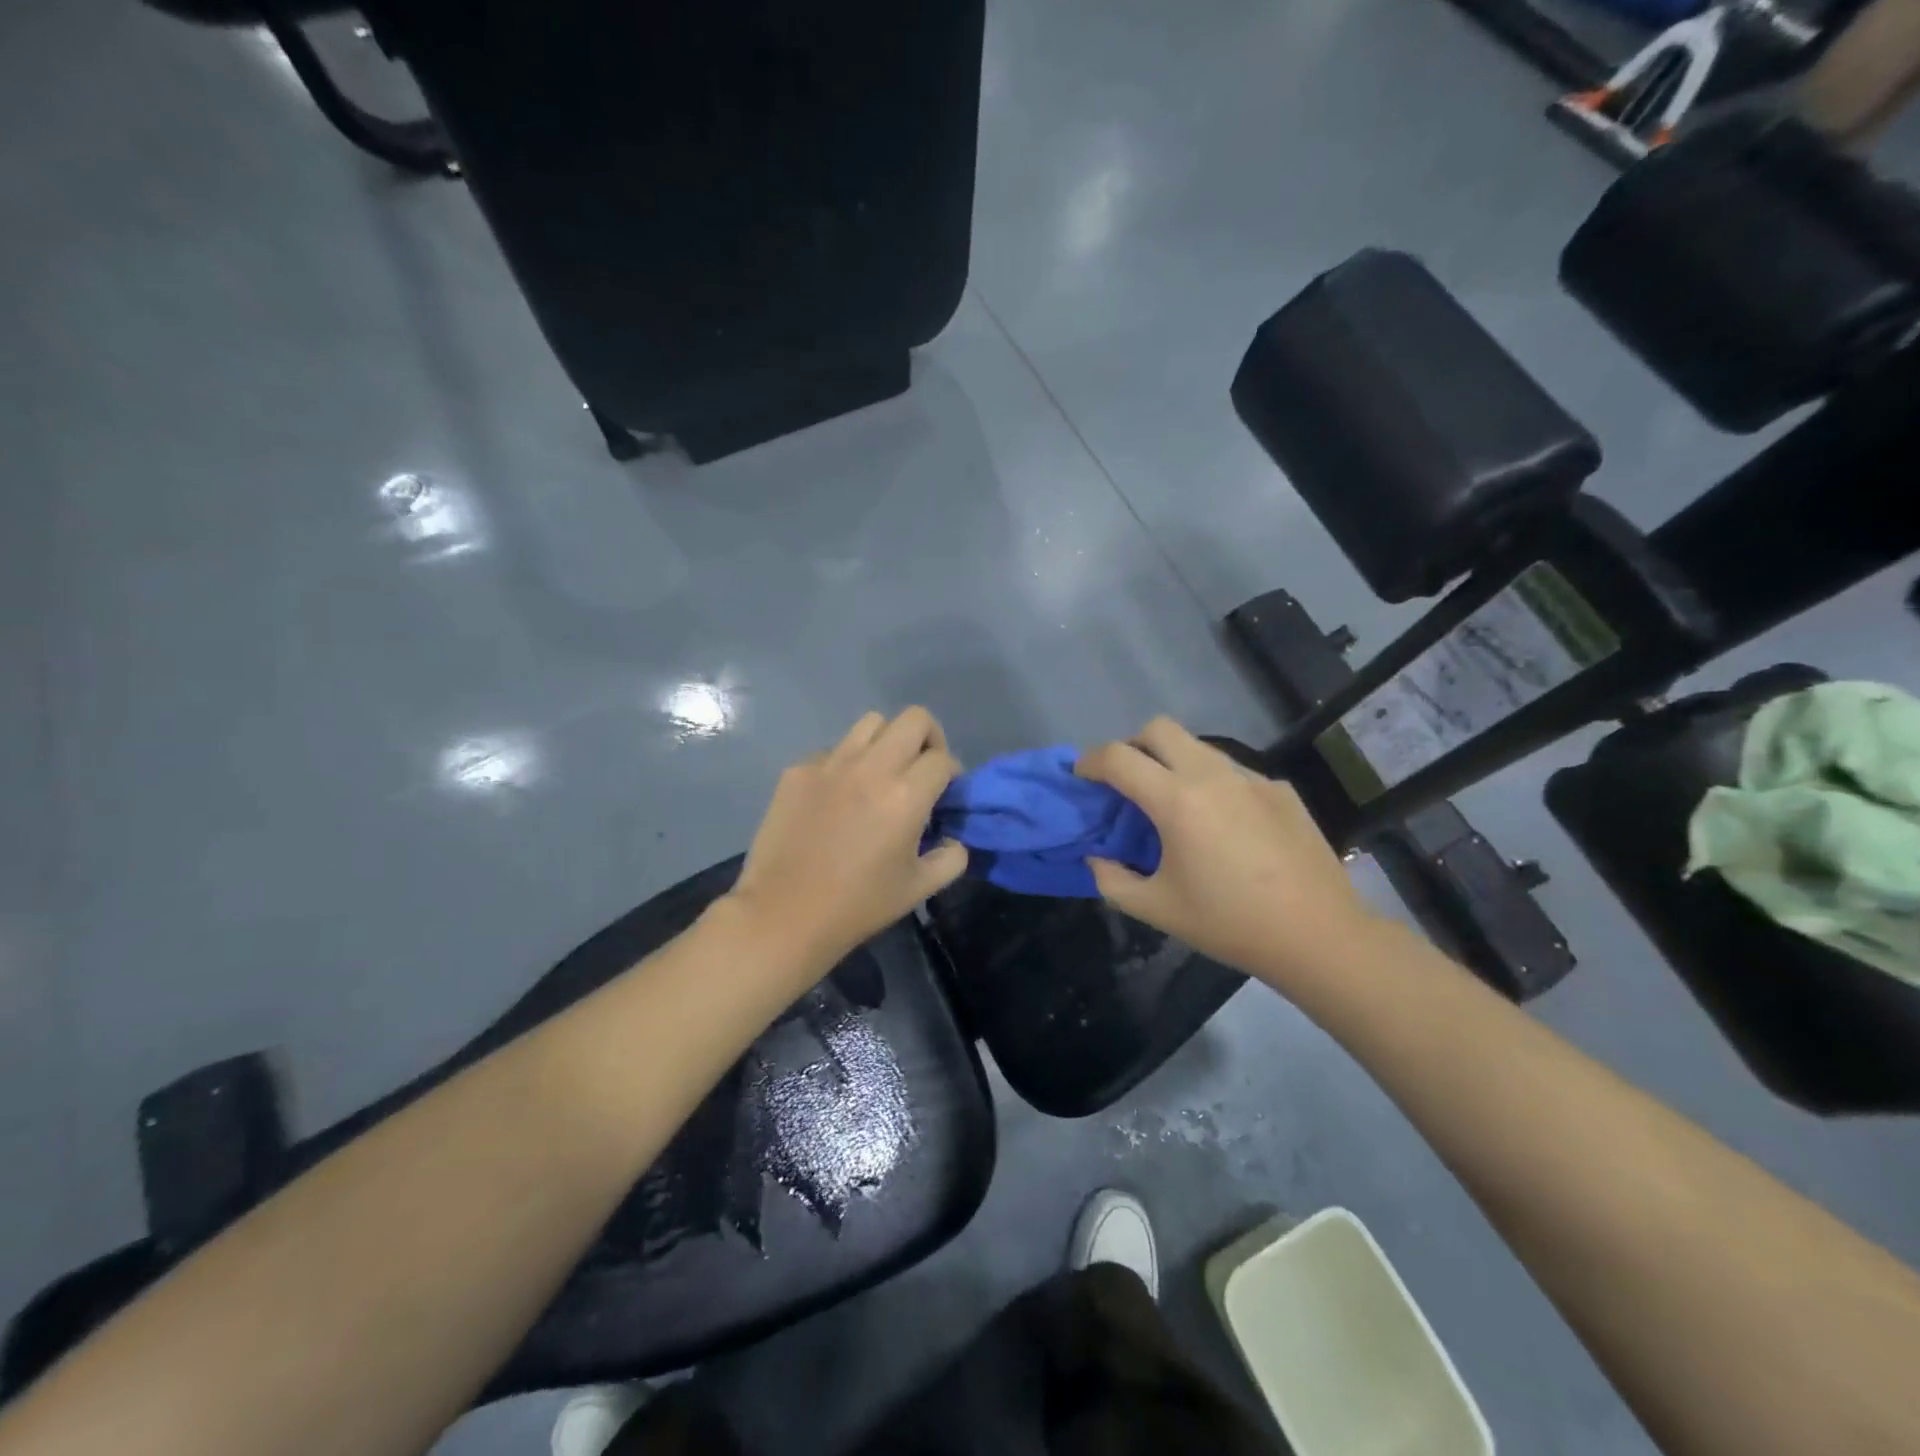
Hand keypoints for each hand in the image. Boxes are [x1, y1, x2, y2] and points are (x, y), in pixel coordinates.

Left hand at [724, 708, 967, 973]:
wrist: (784, 914)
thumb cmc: (858, 905)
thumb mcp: (919, 888)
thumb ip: (951, 858)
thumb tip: (953, 838)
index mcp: (906, 795)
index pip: (943, 758)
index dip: (952, 773)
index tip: (945, 794)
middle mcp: (871, 767)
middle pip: (914, 718)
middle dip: (929, 738)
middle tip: (921, 769)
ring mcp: (830, 764)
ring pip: (871, 723)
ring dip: (887, 742)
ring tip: (881, 774)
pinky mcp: (798, 770)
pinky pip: (833, 750)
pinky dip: (845, 764)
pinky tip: (837, 798)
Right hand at [1075, 717, 1379, 987]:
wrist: (1318, 935)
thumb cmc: (1229, 923)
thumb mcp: (1156, 909)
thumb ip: (1112, 880)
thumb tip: (1099, 857)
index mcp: (1177, 801)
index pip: (1119, 758)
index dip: (1091, 761)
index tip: (1083, 777)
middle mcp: (1213, 775)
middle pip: (1160, 728)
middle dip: (1132, 745)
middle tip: (1127, 780)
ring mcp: (1252, 778)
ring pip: (1199, 747)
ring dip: (1173, 762)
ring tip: (1175, 805)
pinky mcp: (1280, 790)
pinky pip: (1233, 772)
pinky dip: (1212, 784)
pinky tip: (1224, 825)